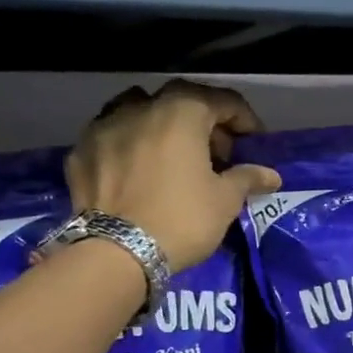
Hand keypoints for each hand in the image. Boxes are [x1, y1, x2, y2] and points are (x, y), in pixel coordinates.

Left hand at [66, 80, 281, 270]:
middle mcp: (140, 107)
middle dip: (205, 122)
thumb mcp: (224, 201)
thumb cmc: (182, 219)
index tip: (254, 143)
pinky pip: (114, 137)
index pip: (222, 100)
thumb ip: (246, 178)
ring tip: (174, 156)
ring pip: (140, 111)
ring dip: (162, 126)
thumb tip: (271, 175)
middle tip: (218, 153)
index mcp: (181, 113)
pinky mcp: (81, 151)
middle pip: (181, 102)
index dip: (244, 119)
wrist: (116, 253)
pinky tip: (139, 171)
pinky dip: (132, 146)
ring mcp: (104, 126)